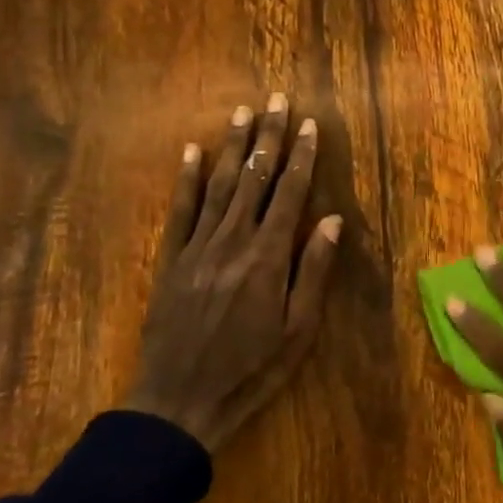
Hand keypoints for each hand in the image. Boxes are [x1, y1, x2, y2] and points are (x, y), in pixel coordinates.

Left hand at [125, 95, 342, 451]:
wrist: (179, 403)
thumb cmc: (251, 371)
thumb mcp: (298, 331)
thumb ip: (314, 271)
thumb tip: (331, 219)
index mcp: (267, 257)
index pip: (290, 194)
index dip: (302, 157)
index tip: (310, 124)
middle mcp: (232, 241)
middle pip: (254, 178)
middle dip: (268, 136)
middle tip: (277, 99)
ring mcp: (197, 248)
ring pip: (218, 184)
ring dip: (232, 146)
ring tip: (242, 111)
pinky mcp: (171, 260)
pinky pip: (180, 210)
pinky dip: (186, 178)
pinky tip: (191, 151)